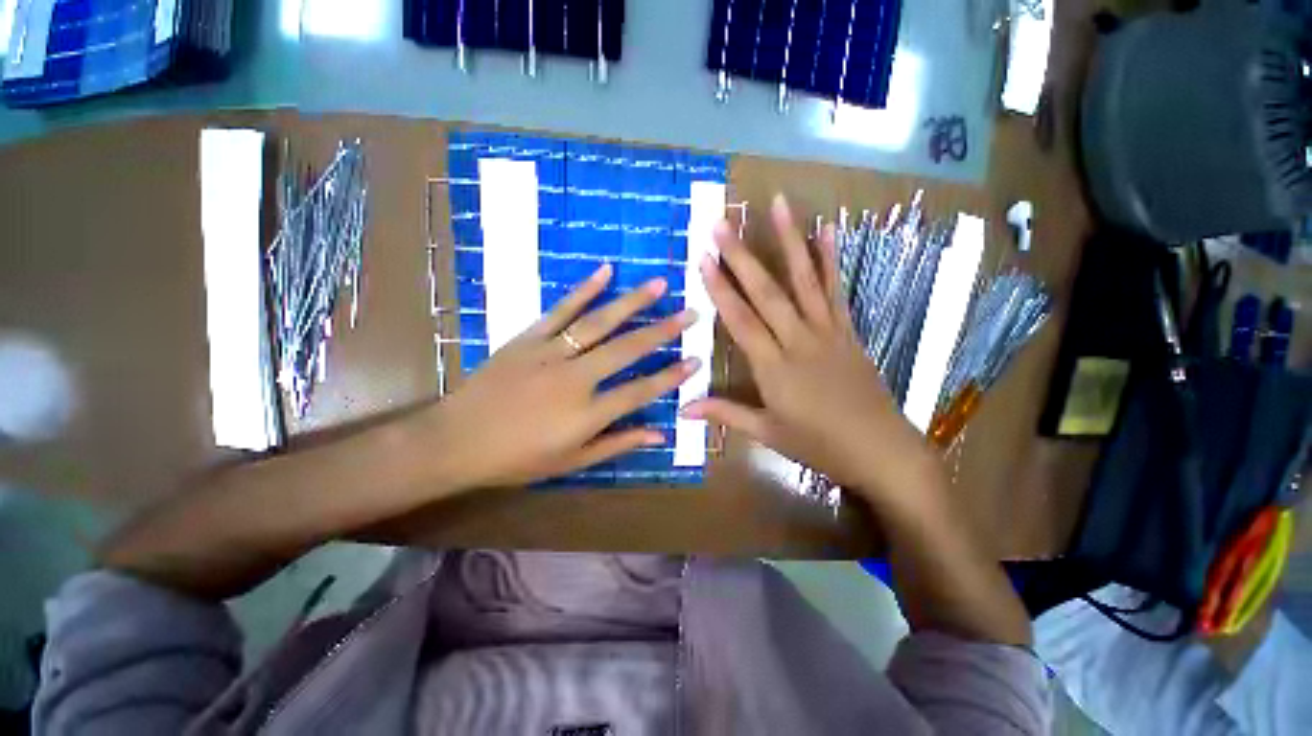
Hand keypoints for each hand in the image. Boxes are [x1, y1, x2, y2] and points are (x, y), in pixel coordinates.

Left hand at [429, 263, 698, 489]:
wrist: (455, 440)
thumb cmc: (516, 459)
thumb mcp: (571, 463)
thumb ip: (617, 444)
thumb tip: (659, 433)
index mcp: (586, 414)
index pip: (640, 391)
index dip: (670, 376)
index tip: (696, 360)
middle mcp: (575, 378)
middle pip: (627, 349)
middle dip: (663, 331)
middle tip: (690, 313)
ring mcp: (550, 353)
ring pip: (599, 323)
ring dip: (632, 302)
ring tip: (659, 285)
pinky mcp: (528, 338)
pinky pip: (560, 310)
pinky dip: (584, 290)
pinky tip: (605, 272)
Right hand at [681, 195, 941, 511]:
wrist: (880, 450)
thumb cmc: (819, 445)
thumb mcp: (767, 433)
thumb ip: (725, 414)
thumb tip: (683, 408)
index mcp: (774, 368)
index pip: (740, 320)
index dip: (720, 289)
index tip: (704, 259)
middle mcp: (798, 341)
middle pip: (766, 293)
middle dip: (741, 257)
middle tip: (722, 223)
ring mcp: (827, 332)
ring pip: (803, 281)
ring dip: (790, 241)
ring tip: (779, 206)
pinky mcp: (847, 331)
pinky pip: (836, 291)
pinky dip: (830, 261)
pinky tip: (828, 231)